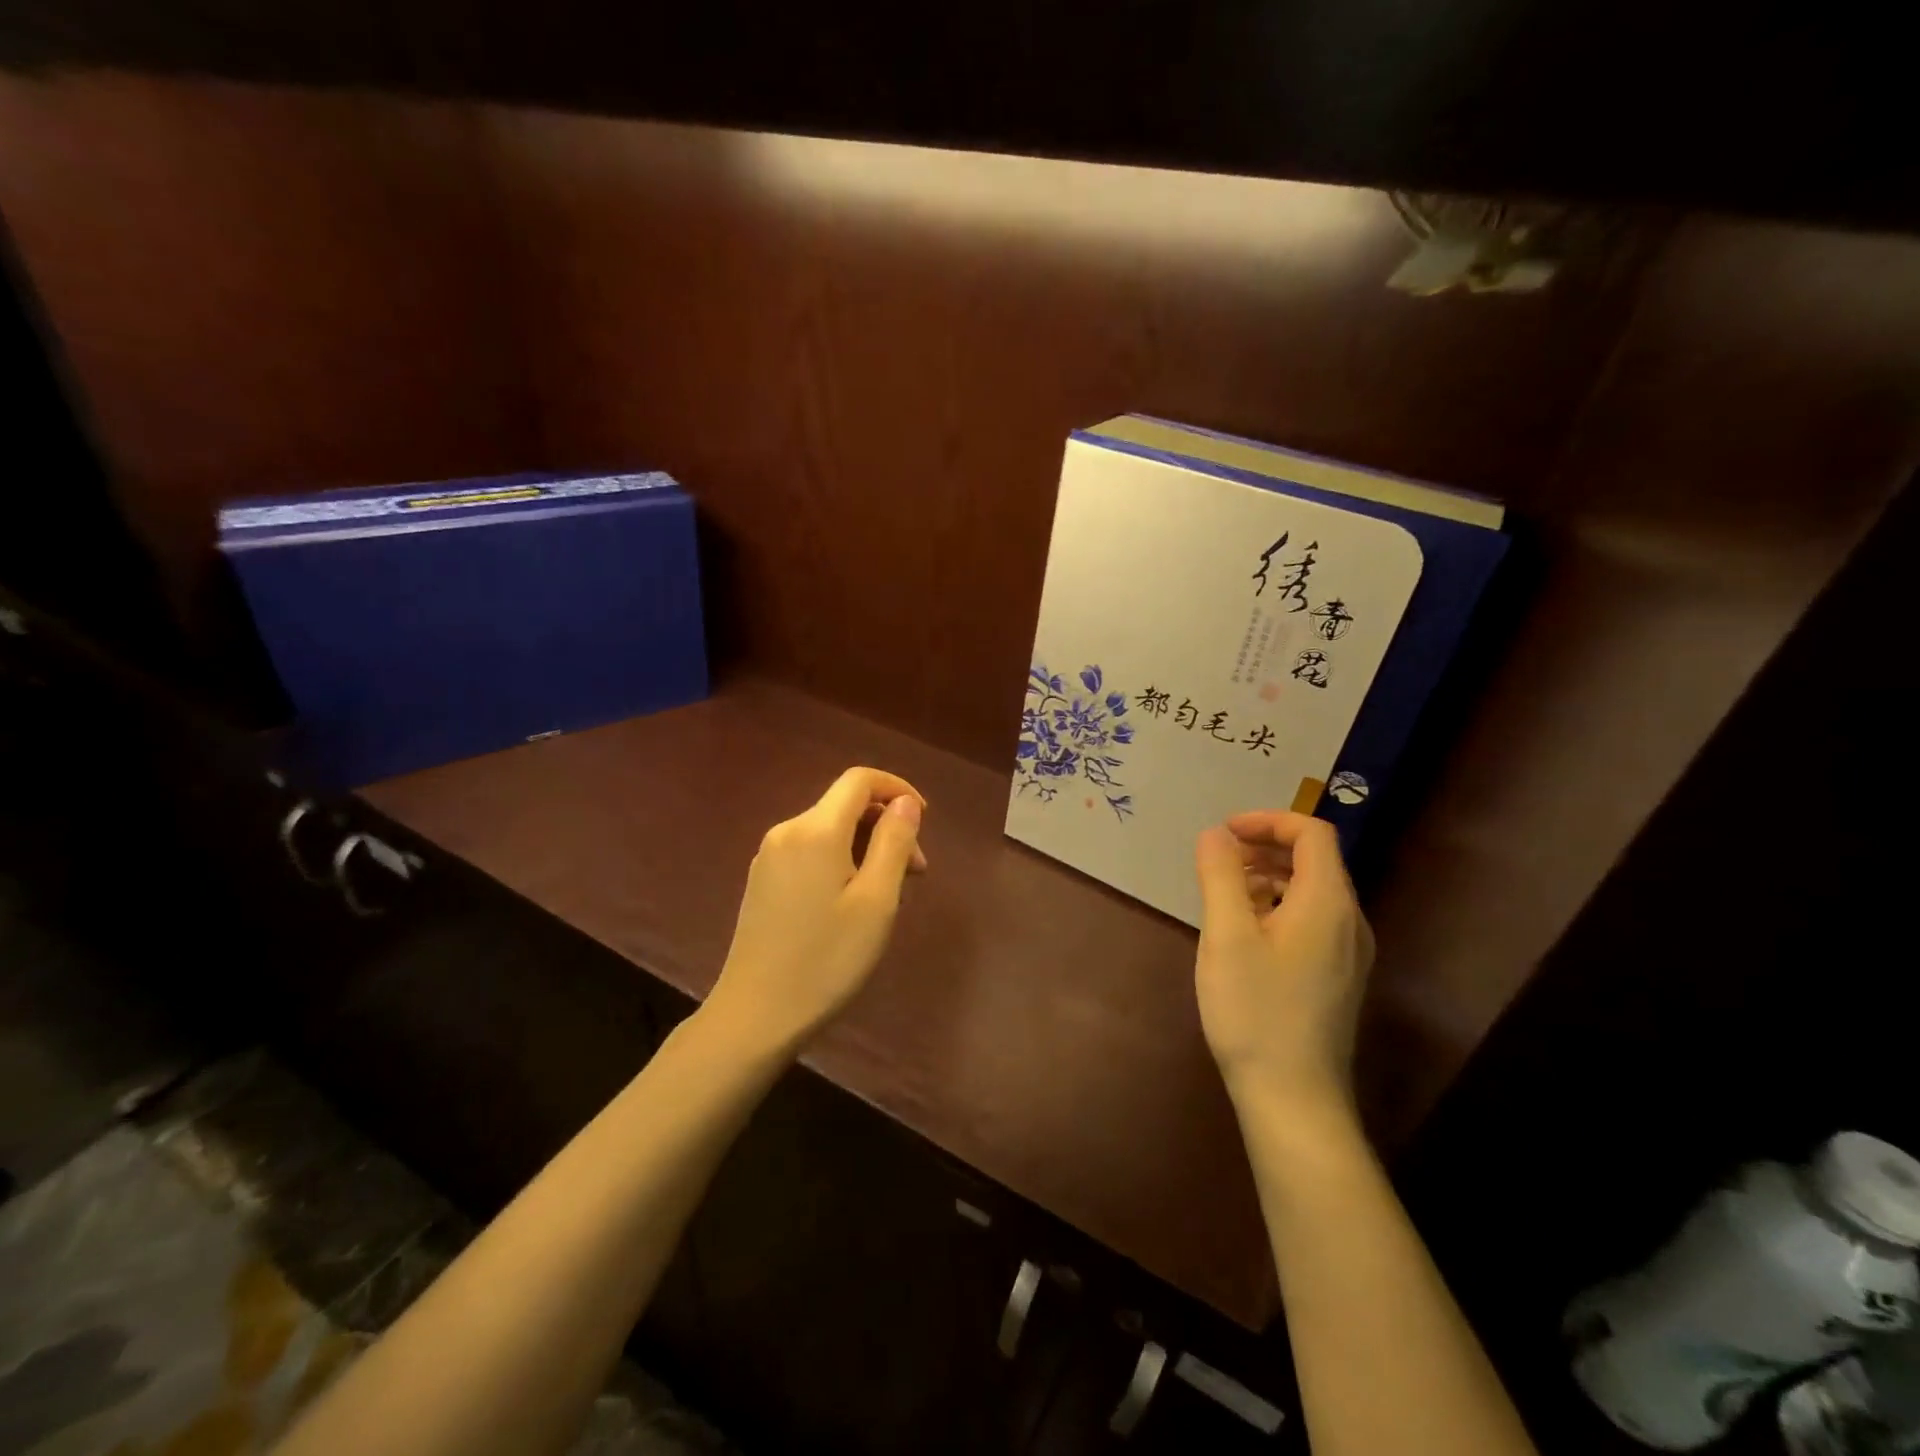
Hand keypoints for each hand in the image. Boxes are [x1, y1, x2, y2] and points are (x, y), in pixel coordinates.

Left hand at [704, 767, 926, 1054]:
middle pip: (845, 806)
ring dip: (866, 847)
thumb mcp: (876, 901)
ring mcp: (768, 857)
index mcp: (815, 830)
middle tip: (915, 875)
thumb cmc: (826, 960)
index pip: (859, 780)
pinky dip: (841, 861)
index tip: (925, 818)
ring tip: (889, 895)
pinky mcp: (761, 881)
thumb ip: (894, 842)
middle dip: (886, 826)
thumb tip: (905, 802)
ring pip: (829, 832)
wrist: (754, 1015)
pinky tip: (852, 903)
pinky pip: (810, 853)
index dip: (897, 788)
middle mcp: (787, 831)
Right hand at [1193, 811, 1374, 1122]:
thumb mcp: (1227, 936)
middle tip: (1219, 859)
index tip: (1224, 833)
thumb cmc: (1256, 1010)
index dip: (1268, 821)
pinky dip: (1280, 907)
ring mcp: (1350, 953)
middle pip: (1315, 860)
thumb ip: (1220, 876)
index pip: (1312, 834)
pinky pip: (1313, 921)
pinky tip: (1246, 934)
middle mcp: (1350, 921)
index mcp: (1328, 902)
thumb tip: (1216, 834)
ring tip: (1225, 895)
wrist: (1294, 1098)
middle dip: (1265, 847)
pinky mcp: (1339, 977)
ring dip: (1270, 877)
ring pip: (1313, 892)